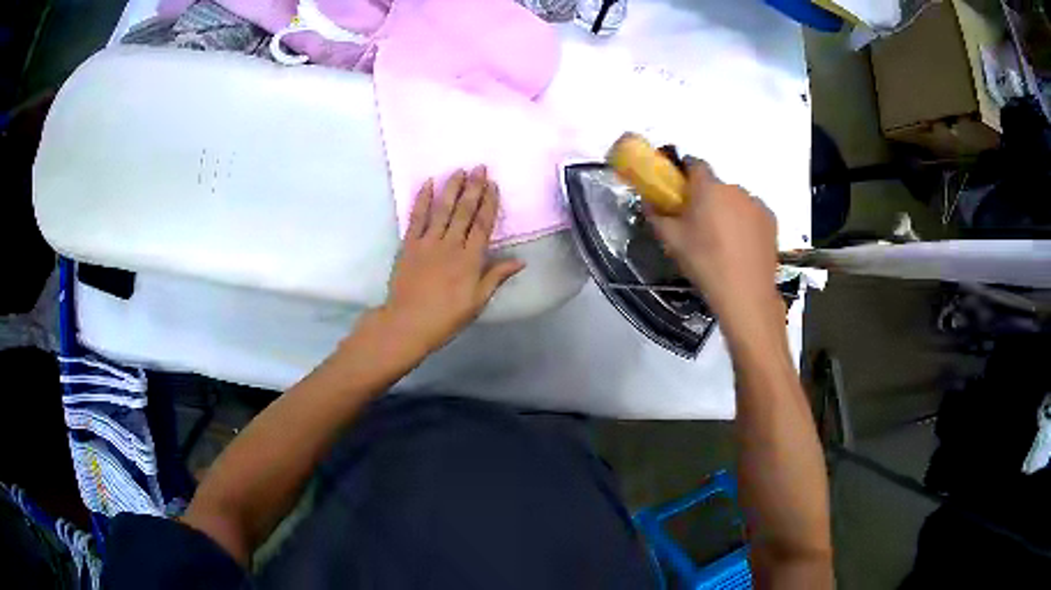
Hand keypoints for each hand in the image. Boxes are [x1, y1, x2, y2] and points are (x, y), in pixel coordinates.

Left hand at [367, 166, 524, 358]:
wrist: (408, 323)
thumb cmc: (446, 317)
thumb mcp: (477, 301)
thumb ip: (496, 277)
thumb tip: (520, 261)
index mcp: (470, 259)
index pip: (483, 225)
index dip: (489, 203)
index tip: (493, 185)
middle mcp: (451, 245)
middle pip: (464, 211)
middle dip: (473, 188)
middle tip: (479, 167)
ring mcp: (428, 243)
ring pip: (442, 209)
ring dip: (451, 188)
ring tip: (459, 171)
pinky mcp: (409, 245)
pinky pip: (416, 218)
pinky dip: (422, 200)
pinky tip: (427, 184)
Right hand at [647, 158, 778, 323]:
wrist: (745, 293)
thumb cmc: (704, 263)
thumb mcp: (671, 241)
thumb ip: (656, 215)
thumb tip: (648, 202)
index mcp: (708, 187)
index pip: (695, 163)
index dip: (685, 172)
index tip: (680, 189)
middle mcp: (734, 188)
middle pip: (716, 185)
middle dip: (706, 197)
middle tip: (699, 223)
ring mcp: (756, 203)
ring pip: (735, 199)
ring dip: (727, 210)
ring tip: (723, 240)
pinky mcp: (771, 219)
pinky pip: (752, 213)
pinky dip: (745, 222)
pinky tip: (741, 246)